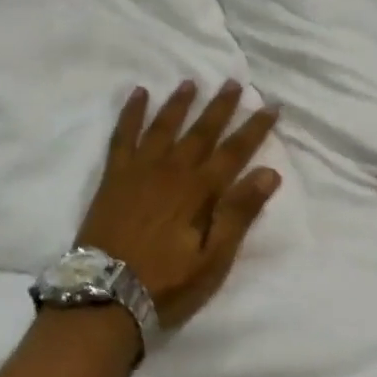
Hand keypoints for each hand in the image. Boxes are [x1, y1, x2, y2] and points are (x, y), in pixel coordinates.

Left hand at [76, 82, 281, 329]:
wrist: (105, 293)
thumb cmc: (165, 283)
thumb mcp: (212, 260)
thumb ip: (238, 214)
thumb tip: (268, 173)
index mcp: (198, 191)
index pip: (234, 152)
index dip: (254, 129)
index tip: (271, 106)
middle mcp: (171, 170)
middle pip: (201, 131)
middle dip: (220, 107)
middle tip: (235, 82)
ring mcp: (139, 169)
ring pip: (164, 125)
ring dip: (180, 103)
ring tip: (191, 82)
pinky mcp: (114, 175)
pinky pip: (123, 134)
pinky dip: (131, 112)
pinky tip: (138, 93)